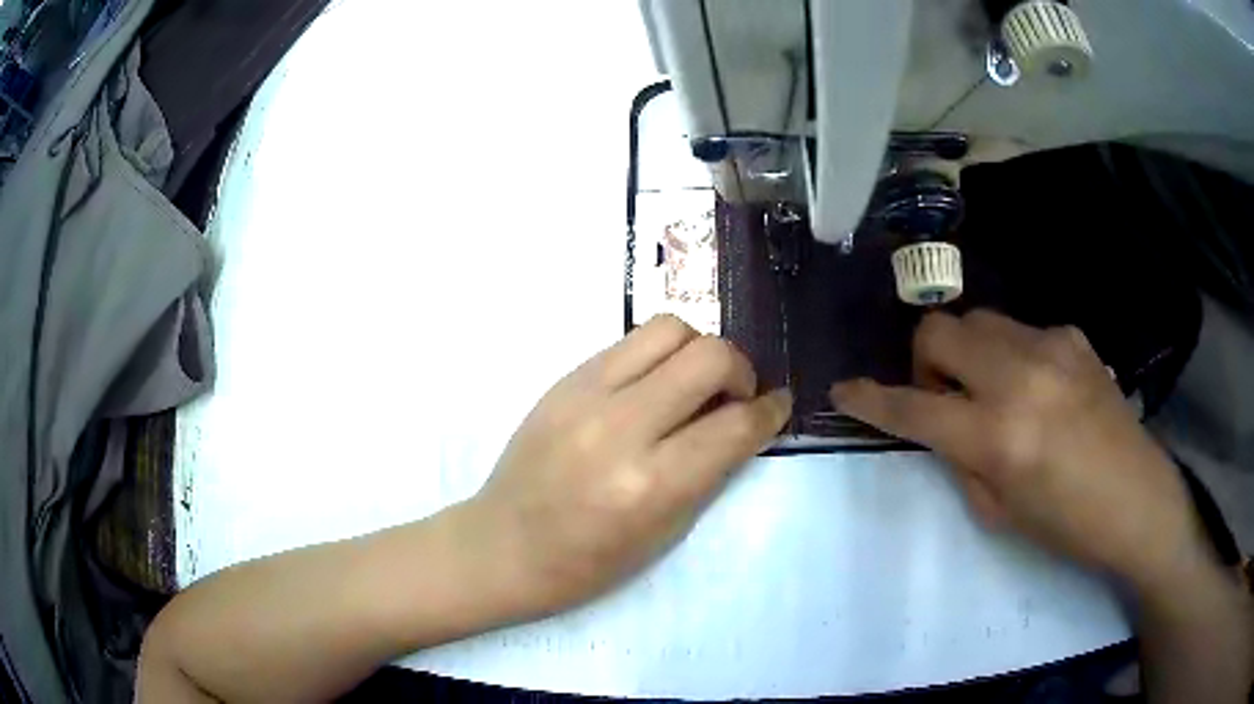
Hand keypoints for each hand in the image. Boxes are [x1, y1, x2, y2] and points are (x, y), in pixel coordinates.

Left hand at [465, 315, 791, 616]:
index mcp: (650, 484)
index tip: (778, 406)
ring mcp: (585, 394)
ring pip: (670, 328)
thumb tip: (745, 419)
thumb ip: (712, 469)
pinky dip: (658, 356)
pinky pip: (630, 341)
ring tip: (692, 386)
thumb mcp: (665, 532)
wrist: (503, 545)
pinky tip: (653, 386)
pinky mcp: (564, 378)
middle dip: (740, 371)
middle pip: (710, 356)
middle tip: (734, 397)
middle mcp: (620, 427)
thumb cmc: (587, 563)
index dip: (771, 411)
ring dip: (698, 351)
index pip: (735, 425)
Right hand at [831, 310, 1207, 593]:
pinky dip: (1013, 353)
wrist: (1137, 500)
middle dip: (927, 359)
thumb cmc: (1066, 525)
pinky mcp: (1073, 337)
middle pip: (940, 330)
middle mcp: (1019, 377)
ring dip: (969, 352)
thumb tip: (942, 425)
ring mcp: (1050, 347)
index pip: (914, 406)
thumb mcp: (999, 511)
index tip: (844, 389)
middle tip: (947, 395)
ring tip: (995, 390)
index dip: (871, 398)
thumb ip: (961, 459)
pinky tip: (1039, 386)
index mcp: (997, 437)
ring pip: (980, 320)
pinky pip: (1022, 330)